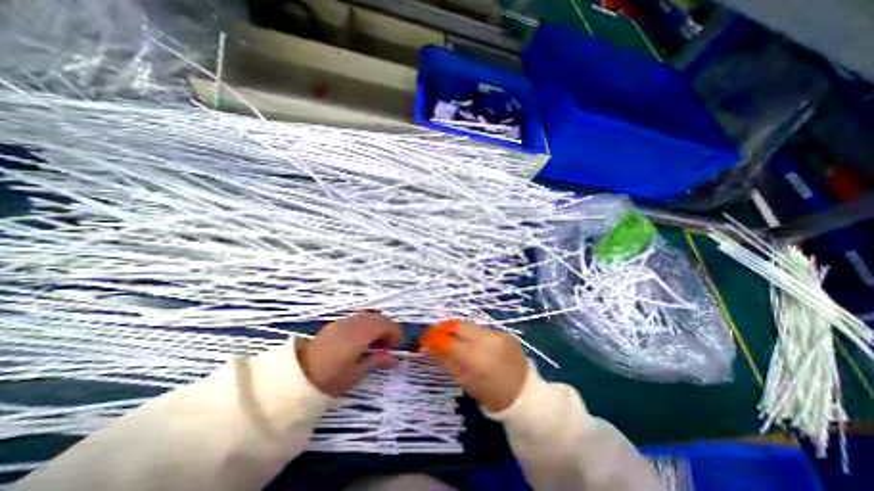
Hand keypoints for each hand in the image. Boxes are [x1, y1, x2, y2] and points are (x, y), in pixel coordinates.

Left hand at [295, 313, 399, 395]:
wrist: (295, 378)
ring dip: (377, 326)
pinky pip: (357, 318)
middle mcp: (353, 323)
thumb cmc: (329, 379)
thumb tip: (395, 359)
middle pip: (379, 317)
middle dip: (388, 328)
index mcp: (359, 335)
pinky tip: (360, 341)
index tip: (394, 348)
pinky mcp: (335, 324)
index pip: (386, 324)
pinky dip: (366, 325)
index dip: (395, 333)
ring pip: (368, 316)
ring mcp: (343, 321)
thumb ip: (377, 361)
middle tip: (386, 347)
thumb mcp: (356, 374)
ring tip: (374, 344)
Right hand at [430, 321, 528, 411]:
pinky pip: (485, 330)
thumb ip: (447, 362)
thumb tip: (430, 348)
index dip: (433, 338)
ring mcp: (499, 335)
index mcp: (476, 358)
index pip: (448, 341)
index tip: (424, 338)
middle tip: (437, 333)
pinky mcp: (507, 333)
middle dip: (445, 327)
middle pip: (460, 325)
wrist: (526, 397)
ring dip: (460, 330)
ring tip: (454, 337)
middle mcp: (487, 341)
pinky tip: (474, 343)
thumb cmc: (492, 396)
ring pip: (472, 326)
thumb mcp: (465, 382)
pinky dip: (475, 334)